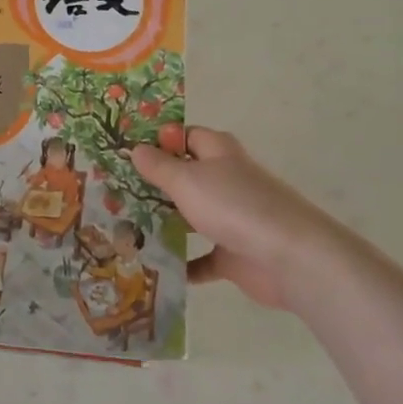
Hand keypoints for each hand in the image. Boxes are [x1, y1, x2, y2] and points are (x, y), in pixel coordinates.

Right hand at [132, 127, 354, 311]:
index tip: (123, 150)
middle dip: (153, 185)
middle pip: (185, 177)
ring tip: (123, 228)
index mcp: (218, 153)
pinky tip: (152, 267)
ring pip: (190, 216)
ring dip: (164, 224)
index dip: (157, 140)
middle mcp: (226, 180)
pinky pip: (200, 258)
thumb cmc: (234, 206)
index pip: (184, 136)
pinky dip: (182, 264)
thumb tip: (136, 148)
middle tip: (112, 191)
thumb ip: (159, 166)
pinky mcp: (234, 253)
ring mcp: (231, 218)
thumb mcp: (187, 180)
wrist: (290, 258)